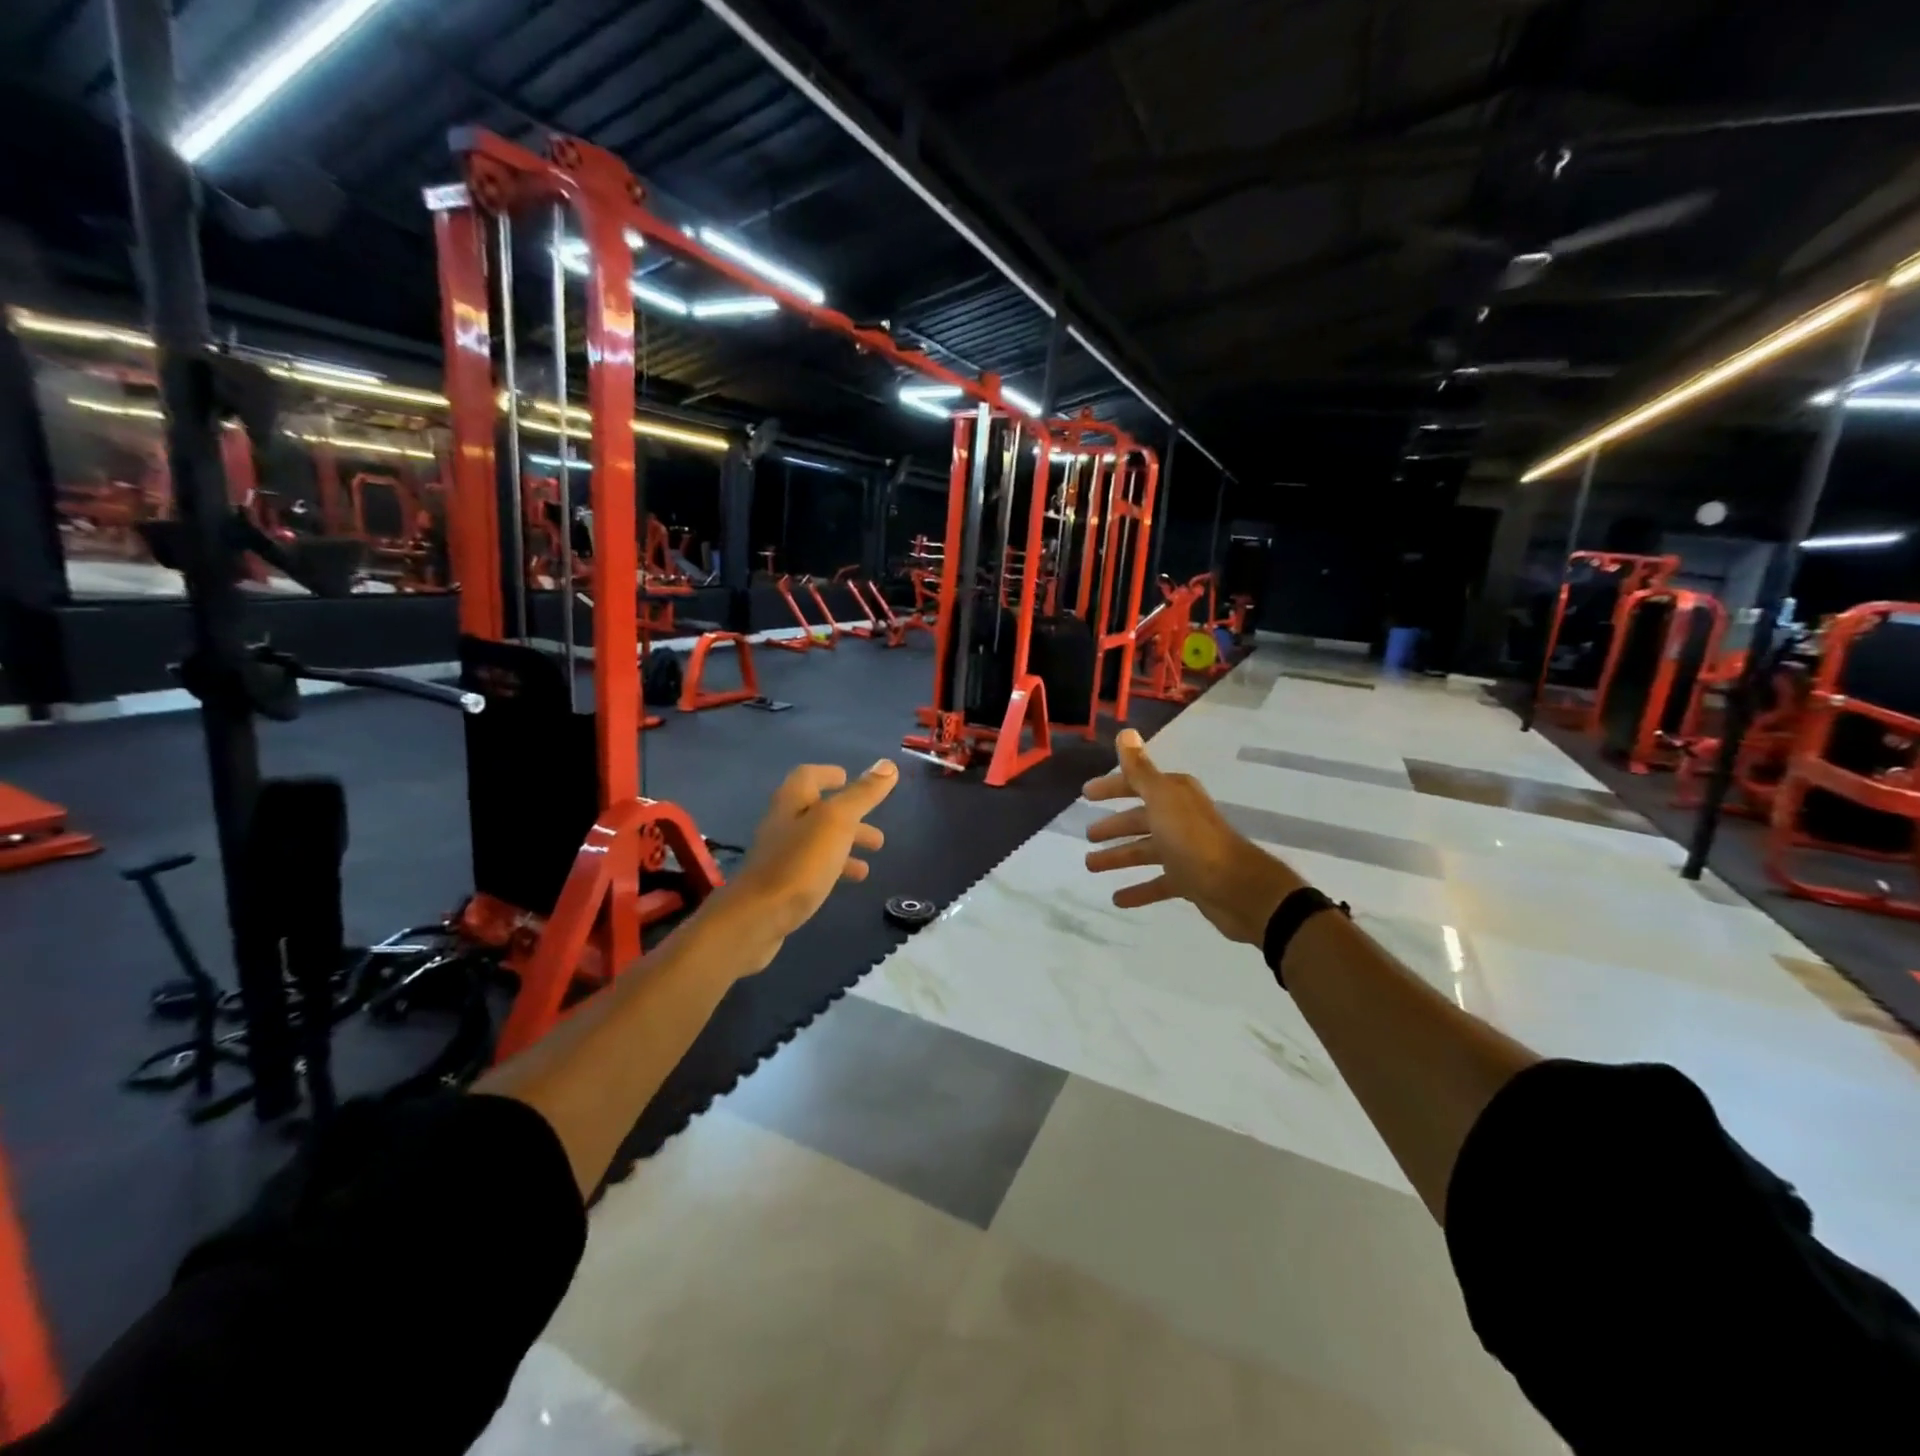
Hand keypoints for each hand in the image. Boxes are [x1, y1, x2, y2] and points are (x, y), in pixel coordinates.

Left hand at [711, 760, 899, 965]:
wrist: (757, 918)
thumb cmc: (800, 863)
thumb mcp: (837, 822)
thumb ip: (862, 794)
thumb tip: (887, 764)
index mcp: (792, 801)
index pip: (808, 776)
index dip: (829, 774)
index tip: (849, 778)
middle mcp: (782, 823)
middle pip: (817, 810)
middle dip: (849, 816)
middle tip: (876, 828)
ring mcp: (779, 855)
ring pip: (818, 841)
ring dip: (846, 843)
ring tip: (874, 855)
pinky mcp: (781, 884)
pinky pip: (812, 868)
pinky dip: (835, 868)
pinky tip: (850, 881)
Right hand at [1083, 729, 1304, 944]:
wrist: (1236, 887)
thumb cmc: (1192, 839)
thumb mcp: (1161, 799)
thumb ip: (1139, 769)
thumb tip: (1125, 732)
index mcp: (1173, 795)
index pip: (1135, 784)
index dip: (1111, 788)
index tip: (1086, 794)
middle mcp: (1179, 818)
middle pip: (1139, 819)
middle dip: (1114, 826)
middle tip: (1088, 835)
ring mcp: (1184, 851)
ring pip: (1144, 851)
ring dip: (1118, 857)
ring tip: (1091, 866)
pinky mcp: (1188, 880)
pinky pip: (1157, 883)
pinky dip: (1138, 890)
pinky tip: (1117, 900)